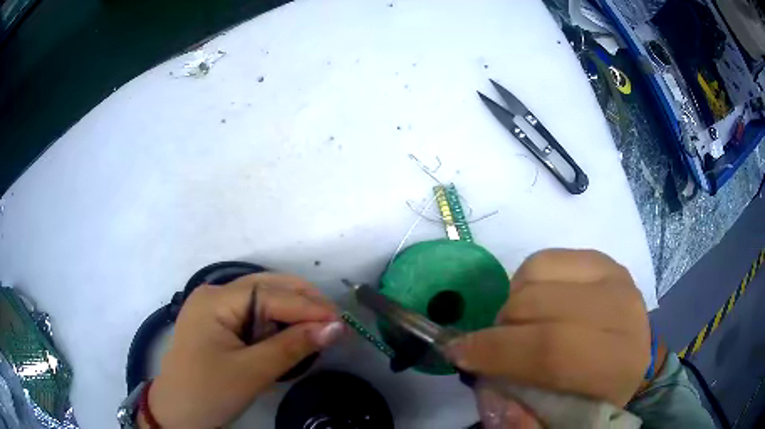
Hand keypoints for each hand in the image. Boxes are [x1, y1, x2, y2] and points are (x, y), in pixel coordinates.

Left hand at [141, 273, 343, 428]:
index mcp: (216, 300)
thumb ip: (293, 347)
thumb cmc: (209, 392)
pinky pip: (253, 315)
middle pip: (267, 288)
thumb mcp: (252, 372)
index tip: (342, 322)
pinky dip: (276, 324)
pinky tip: (291, 335)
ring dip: (291, 313)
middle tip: (334, 323)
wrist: (177, 413)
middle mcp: (214, 295)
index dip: (308, 307)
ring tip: (318, 330)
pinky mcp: (217, 324)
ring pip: (262, 300)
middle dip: (302, 303)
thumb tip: (336, 327)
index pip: (271, 295)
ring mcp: (214, 309)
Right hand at [447, 250, 650, 409]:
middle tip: (485, 347)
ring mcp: (613, 277)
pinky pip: (545, 259)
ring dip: (512, 303)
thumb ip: (519, 422)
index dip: (499, 352)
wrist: (623, 358)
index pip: (554, 351)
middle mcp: (624, 313)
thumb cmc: (588, 395)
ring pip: (538, 275)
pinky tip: (534, 304)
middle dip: (498, 328)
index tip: (459, 354)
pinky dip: (526, 282)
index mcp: (617, 365)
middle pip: (542, 307)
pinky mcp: (601, 259)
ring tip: (516, 327)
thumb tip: (489, 393)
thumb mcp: (555, 424)